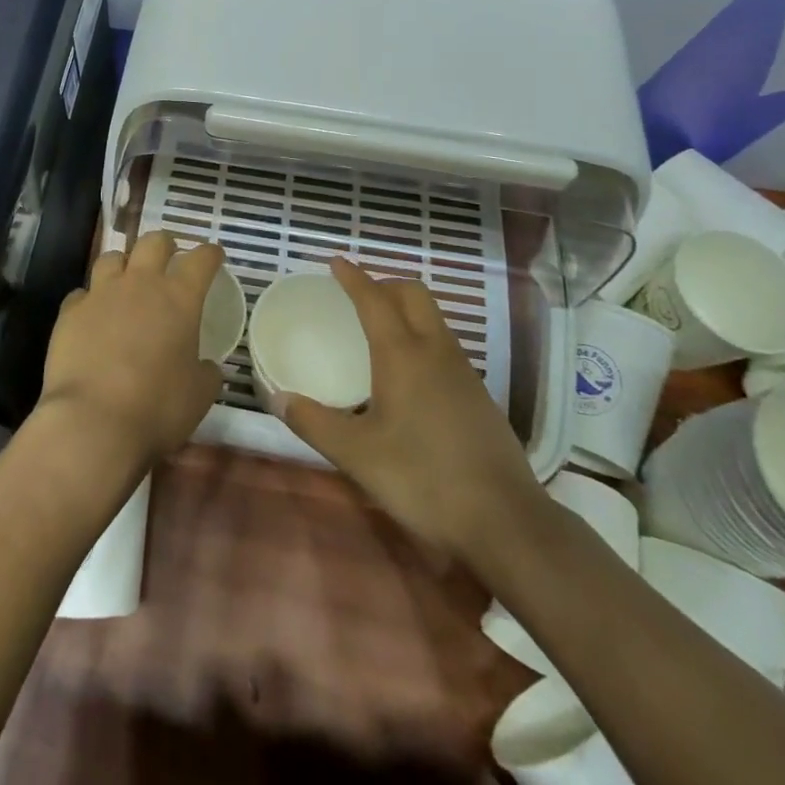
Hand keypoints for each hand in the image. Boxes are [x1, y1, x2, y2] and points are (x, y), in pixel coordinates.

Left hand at [36, 231, 225, 470]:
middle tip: (169, 258)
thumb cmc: (157, 408)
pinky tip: (92, 316)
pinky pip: (82, 293)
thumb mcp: (199, 395)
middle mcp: (140, 284)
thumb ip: (205, 371)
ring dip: (123, 265)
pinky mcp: (70, 311)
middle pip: (153, 242)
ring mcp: (100, 294)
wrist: (93, 421)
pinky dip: (90, 300)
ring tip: (126, 281)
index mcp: (179, 298)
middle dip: (165, 245)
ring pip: (111, 257)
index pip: (200, 259)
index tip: (214, 256)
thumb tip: (205, 366)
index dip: (210, 254)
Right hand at [279, 257, 541, 563]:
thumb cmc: (423, 479)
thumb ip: (315, 424)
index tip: (335, 262)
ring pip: (434, 318)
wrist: (506, 521)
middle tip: (359, 296)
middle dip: (385, 284)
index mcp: (402, 354)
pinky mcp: (480, 395)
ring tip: (381, 330)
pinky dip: (422, 337)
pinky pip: (445, 345)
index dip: (353, 277)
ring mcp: (464, 371)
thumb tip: (279, 398)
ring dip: (406, 309)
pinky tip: (411, 374)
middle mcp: (435, 351)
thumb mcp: (357, 455)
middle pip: (413, 294)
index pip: (374, 299)